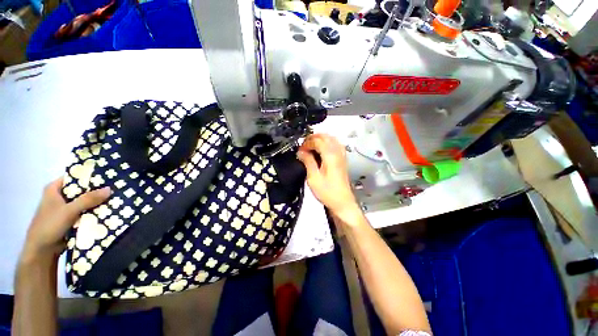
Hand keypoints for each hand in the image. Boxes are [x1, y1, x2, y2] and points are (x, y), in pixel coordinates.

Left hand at [21, 178, 110, 262]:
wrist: (43, 251)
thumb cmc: (49, 225)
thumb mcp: (69, 211)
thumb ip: (88, 199)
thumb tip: (109, 189)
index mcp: (54, 189)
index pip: (74, 177)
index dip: (89, 177)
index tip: (107, 177)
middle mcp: (60, 197)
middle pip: (81, 190)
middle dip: (96, 191)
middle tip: (115, 189)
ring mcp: (65, 209)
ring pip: (84, 202)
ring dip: (97, 203)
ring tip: (115, 199)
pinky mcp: (71, 219)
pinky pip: (85, 213)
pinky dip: (94, 212)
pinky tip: (107, 212)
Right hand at [297, 134, 359, 215]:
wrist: (342, 202)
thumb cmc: (327, 192)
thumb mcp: (313, 177)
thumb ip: (308, 161)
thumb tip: (301, 152)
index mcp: (330, 155)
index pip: (317, 141)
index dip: (307, 143)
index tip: (300, 150)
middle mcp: (337, 152)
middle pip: (325, 137)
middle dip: (313, 138)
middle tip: (304, 146)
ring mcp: (341, 155)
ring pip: (331, 139)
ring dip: (320, 139)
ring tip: (311, 145)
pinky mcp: (342, 160)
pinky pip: (335, 145)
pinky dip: (327, 143)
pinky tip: (322, 149)